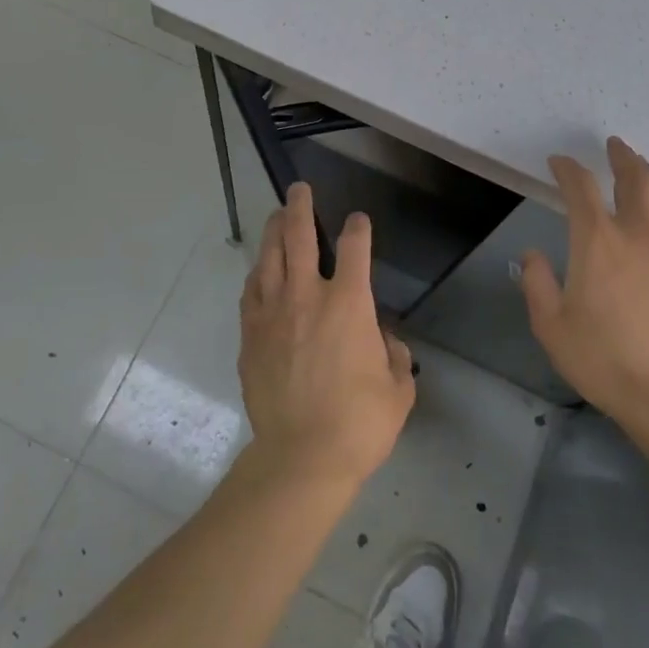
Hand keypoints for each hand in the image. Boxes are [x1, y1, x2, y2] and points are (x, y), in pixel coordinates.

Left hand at [239, 184, 414, 487]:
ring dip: (273, 230)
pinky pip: (251, 292)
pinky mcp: (250, 335)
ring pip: (270, 257)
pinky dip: (257, 274)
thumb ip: (395, 356)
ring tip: (275, 215)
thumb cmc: (359, 424)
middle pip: (299, 236)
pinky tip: (259, 269)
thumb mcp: (398, 390)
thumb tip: (383, 340)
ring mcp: (273, 313)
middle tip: (299, 190)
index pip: (355, 248)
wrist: (301, 457)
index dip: (358, 228)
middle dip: (300, 207)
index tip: (358, 220)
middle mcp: (308, 296)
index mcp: (349, 303)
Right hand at [520, 137, 648, 428]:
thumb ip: (537, 284)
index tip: (558, 163)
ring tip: (640, 165)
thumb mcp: (551, 324)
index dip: (568, 169)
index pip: (581, 188)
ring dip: (648, 174)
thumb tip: (532, 256)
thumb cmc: (603, 358)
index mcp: (597, 241)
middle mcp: (635, 235)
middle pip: (634, 180)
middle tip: (614, 144)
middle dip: (622, 156)